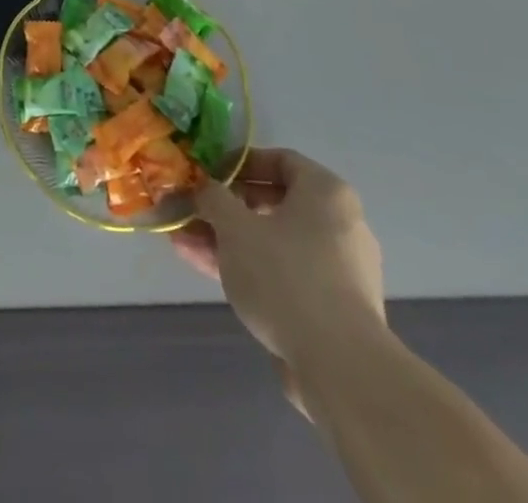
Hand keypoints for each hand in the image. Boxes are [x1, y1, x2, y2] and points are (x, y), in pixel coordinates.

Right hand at [171, 149, 385, 409]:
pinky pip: (285, 274)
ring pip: (274, 242)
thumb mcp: (234, 227)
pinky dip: (250, 269)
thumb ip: (213, 199)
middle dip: (226, 209)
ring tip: (186, 244)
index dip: (239, 163)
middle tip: (193, 213)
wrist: (340, 367)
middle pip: (274, 203)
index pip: (280, 160)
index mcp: (326, 192)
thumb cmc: (285, 275)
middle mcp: (340, 224)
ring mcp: (340, 270)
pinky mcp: (333, 309)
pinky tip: (209, 273)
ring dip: (229, 241)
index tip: (208, 174)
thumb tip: (204, 189)